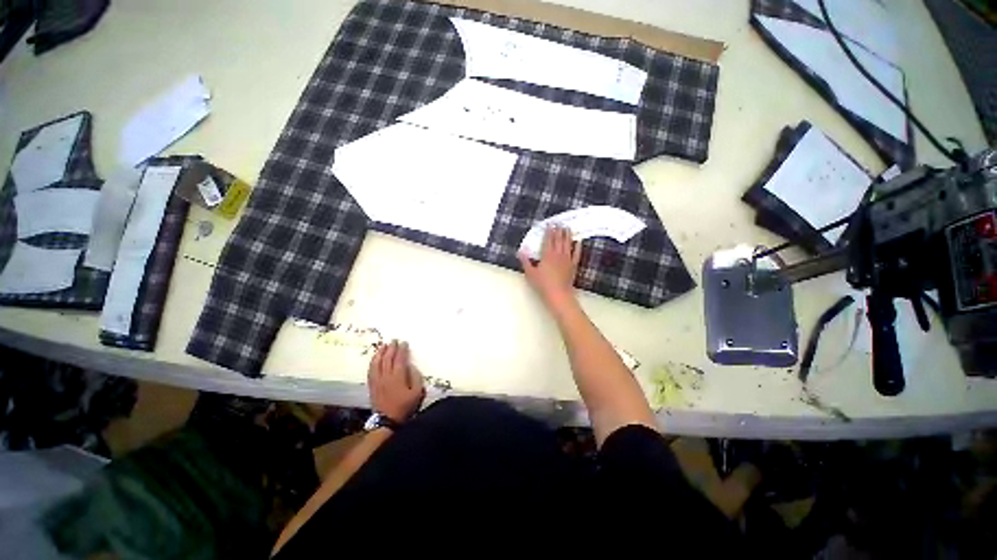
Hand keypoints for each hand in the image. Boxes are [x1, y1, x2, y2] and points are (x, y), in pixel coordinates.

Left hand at [368, 340, 423, 422]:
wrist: (387, 421)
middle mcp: (386, 376)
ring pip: (377, 362)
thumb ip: (416, 378)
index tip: (404, 342)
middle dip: (391, 348)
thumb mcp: (417, 393)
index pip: (399, 359)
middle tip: (394, 340)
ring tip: (384, 345)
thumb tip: (411, 366)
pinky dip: (373, 362)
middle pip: (387, 358)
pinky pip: (371, 370)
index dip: (402, 349)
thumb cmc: (404, 406)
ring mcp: (377, 380)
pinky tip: (375, 358)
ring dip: (380, 353)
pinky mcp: (372, 385)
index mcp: (398, 376)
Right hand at [517, 225, 581, 311]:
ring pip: (568, 244)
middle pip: (558, 240)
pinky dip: (577, 247)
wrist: (558, 294)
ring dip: (567, 235)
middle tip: (559, 222)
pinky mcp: (573, 265)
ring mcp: (567, 259)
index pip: (548, 240)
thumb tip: (521, 251)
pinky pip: (576, 253)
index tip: (550, 224)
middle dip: (558, 230)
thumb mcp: (530, 273)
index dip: (549, 231)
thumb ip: (526, 261)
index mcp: (547, 255)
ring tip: (567, 227)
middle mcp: (558, 254)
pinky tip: (578, 242)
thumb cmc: (542, 284)